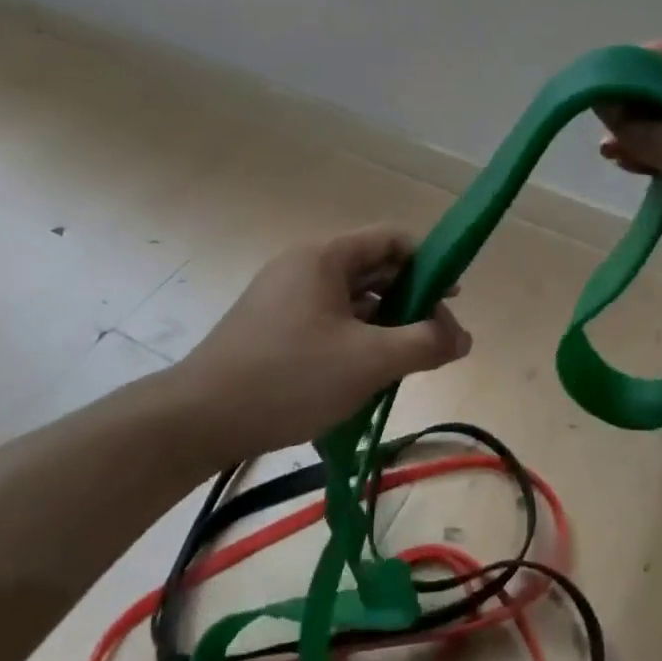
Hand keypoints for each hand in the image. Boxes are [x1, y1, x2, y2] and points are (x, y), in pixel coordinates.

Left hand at [168, 226, 472, 461]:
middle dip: (410, 300)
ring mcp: (284, 296)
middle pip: (372, 269)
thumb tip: (463, 337)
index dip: (429, 263)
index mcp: (325, 257)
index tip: (452, 298)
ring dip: (383, 324)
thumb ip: (424, 343)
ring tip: (406, 360)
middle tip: (435, 338)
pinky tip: (365, 374)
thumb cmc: (289, 377)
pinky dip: (354, 338)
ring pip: (350, 300)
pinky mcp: (271, 327)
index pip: (391, 240)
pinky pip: (327, 320)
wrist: (198, 419)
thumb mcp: (368, 362)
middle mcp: (304, 266)